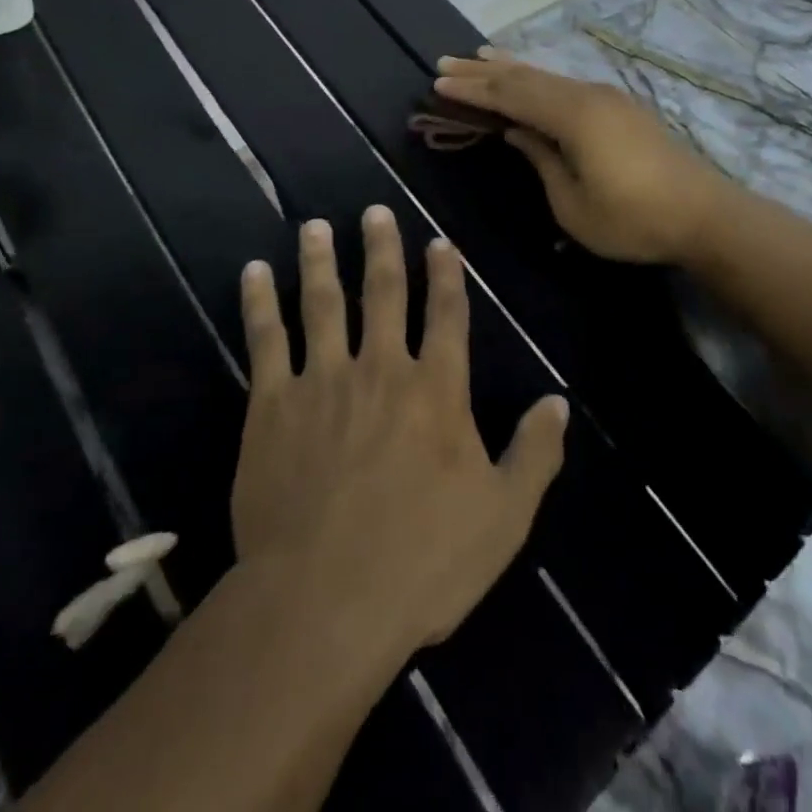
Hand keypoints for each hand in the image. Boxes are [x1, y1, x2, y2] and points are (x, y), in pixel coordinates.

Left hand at [232, 208, 567, 653]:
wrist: (324, 601)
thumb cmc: (422, 562)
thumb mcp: (503, 517)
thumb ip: (534, 455)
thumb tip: (557, 403)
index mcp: (436, 390)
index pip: (447, 315)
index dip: (445, 275)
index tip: (439, 243)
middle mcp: (381, 368)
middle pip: (383, 292)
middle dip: (381, 248)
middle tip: (374, 211)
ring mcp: (324, 380)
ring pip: (322, 302)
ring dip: (320, 260)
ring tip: (315, 226)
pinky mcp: (272, 404)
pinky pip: (266, 339)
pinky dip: (259, 302)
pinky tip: (254, 273)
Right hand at [434, 51, 735, 264]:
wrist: (704, 215)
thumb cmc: (633, 219)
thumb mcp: (573, 204)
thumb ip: (541, 160)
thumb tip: (516, 131)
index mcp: (573, 116)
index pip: (511, 96)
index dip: (473, 90)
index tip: (438, 82)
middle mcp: (587, 95)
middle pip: (525, 77)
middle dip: (483, 71)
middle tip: (445, 62)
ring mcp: (606, 98)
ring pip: (546, 75)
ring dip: (509, 68)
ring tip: (477, 57)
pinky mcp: (619, 107)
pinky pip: (564, 83)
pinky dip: (536, 78)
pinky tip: (529, 78)